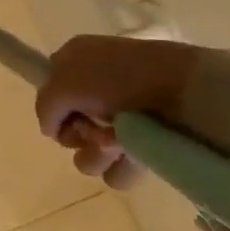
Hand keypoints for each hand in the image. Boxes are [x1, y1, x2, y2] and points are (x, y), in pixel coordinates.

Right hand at [34, 35, 203, 187]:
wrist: (185, 91)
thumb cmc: (118, 78)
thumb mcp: (64, 82)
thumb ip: (45, 106)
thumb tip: (51, 130)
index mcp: (77, 61)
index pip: (51, 92)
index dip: (55, 109)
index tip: (65, 117)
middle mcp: (97, 88)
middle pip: (70, 127)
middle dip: (78, 136)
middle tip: (93, 130)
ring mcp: (122, 117)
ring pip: (90, 152)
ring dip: (96, 154)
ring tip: (115, 146)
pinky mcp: (145, 143)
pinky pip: (118, 169)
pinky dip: (120, 167)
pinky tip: (131, 157)